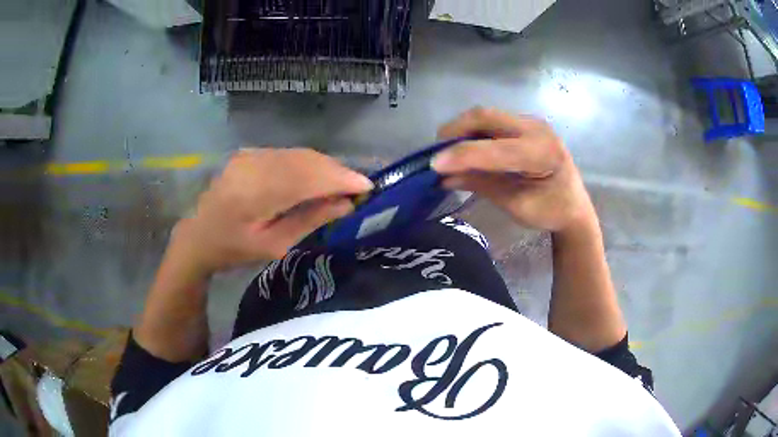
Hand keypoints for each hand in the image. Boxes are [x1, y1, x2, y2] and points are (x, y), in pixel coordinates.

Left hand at [170, 148, 372, 275]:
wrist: (199, 235)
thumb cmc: (234, 249)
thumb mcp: (274, 245)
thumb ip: (310, 221)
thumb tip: (346, 204)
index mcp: (254, 194)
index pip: (307, 177)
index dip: (340, 179)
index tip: (367, 186)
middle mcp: (253, 165)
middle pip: (306, 160)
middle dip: (336, 171)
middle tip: (357, 188)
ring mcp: (250, 155)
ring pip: (300, 154)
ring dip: (325, 167)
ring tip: (341, 185)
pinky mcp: (250, 153)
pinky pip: (288, 154)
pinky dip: (308, 164)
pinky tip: (317, 178)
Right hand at [431, 108, 595, 232]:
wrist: (574, 206)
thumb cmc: (551, 212)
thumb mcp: (516, 205)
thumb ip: (481, 186)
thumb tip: (444, 178)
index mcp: (542, 153)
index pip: (494, 149)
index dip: (461, 155)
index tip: (433, 165)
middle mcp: (537, 129)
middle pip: (486, 116)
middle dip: (455, 130)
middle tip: (436, 151)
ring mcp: (531, 122)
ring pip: (486, 116)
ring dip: (462, 130)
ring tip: (447, 151)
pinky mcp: (524, 124)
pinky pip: (491, 121)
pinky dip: (473, 132)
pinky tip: (465, 148)